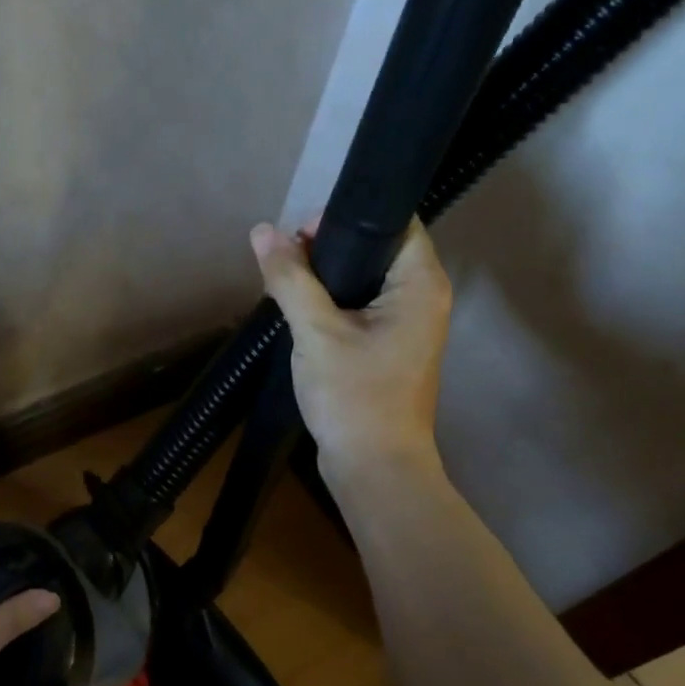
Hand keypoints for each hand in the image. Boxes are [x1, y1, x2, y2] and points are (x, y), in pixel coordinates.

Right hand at [250, 218, 451, 480]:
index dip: (346, 218)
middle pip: (376, 249)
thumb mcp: (316, 332)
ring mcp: (407, 325)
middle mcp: (422, 298)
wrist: (374, 467)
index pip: (393, 223)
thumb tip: (262, 231)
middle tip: (286, 259)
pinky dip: (332, 303)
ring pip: (365, 280)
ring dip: (326, 277)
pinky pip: (361, 308)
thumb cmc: (354, 395)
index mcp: (420, 284)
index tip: (301, 232)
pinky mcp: (390, 347)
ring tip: (286, 281)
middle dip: (329, 247)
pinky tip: (300, 309)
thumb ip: (290, 278)